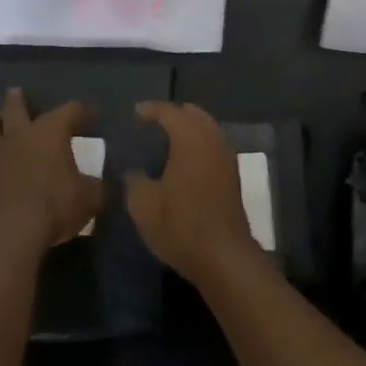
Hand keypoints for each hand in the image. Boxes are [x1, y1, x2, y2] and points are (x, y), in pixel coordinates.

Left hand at [0, 89, 102, 256]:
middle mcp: (21, 136)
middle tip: (17, 92)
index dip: (82, 111)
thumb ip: (95, 187)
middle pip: (16, 108)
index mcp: (51, 130)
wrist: (10, 233)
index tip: (92, 117)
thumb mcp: (89, 197)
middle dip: (18, 99)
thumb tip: (99, 186)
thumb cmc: (55, 204)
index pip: (70, 109)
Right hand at [125, 102, 260, 286]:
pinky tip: (185, 159)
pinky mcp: (232, 174)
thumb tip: (133, 171)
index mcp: (190, 138)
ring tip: (167, 139)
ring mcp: (226, 156)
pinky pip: (213, 144)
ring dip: (189, 127)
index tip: (135, 113)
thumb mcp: (143, 206)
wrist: (223, 256)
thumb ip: (134, 181)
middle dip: (173, 114)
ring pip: (207, 128)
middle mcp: (211, 138)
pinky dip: (199, 142)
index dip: (150, 109)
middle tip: (152, 122)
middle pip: (193, 114)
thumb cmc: (181, 225)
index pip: (169, 111)